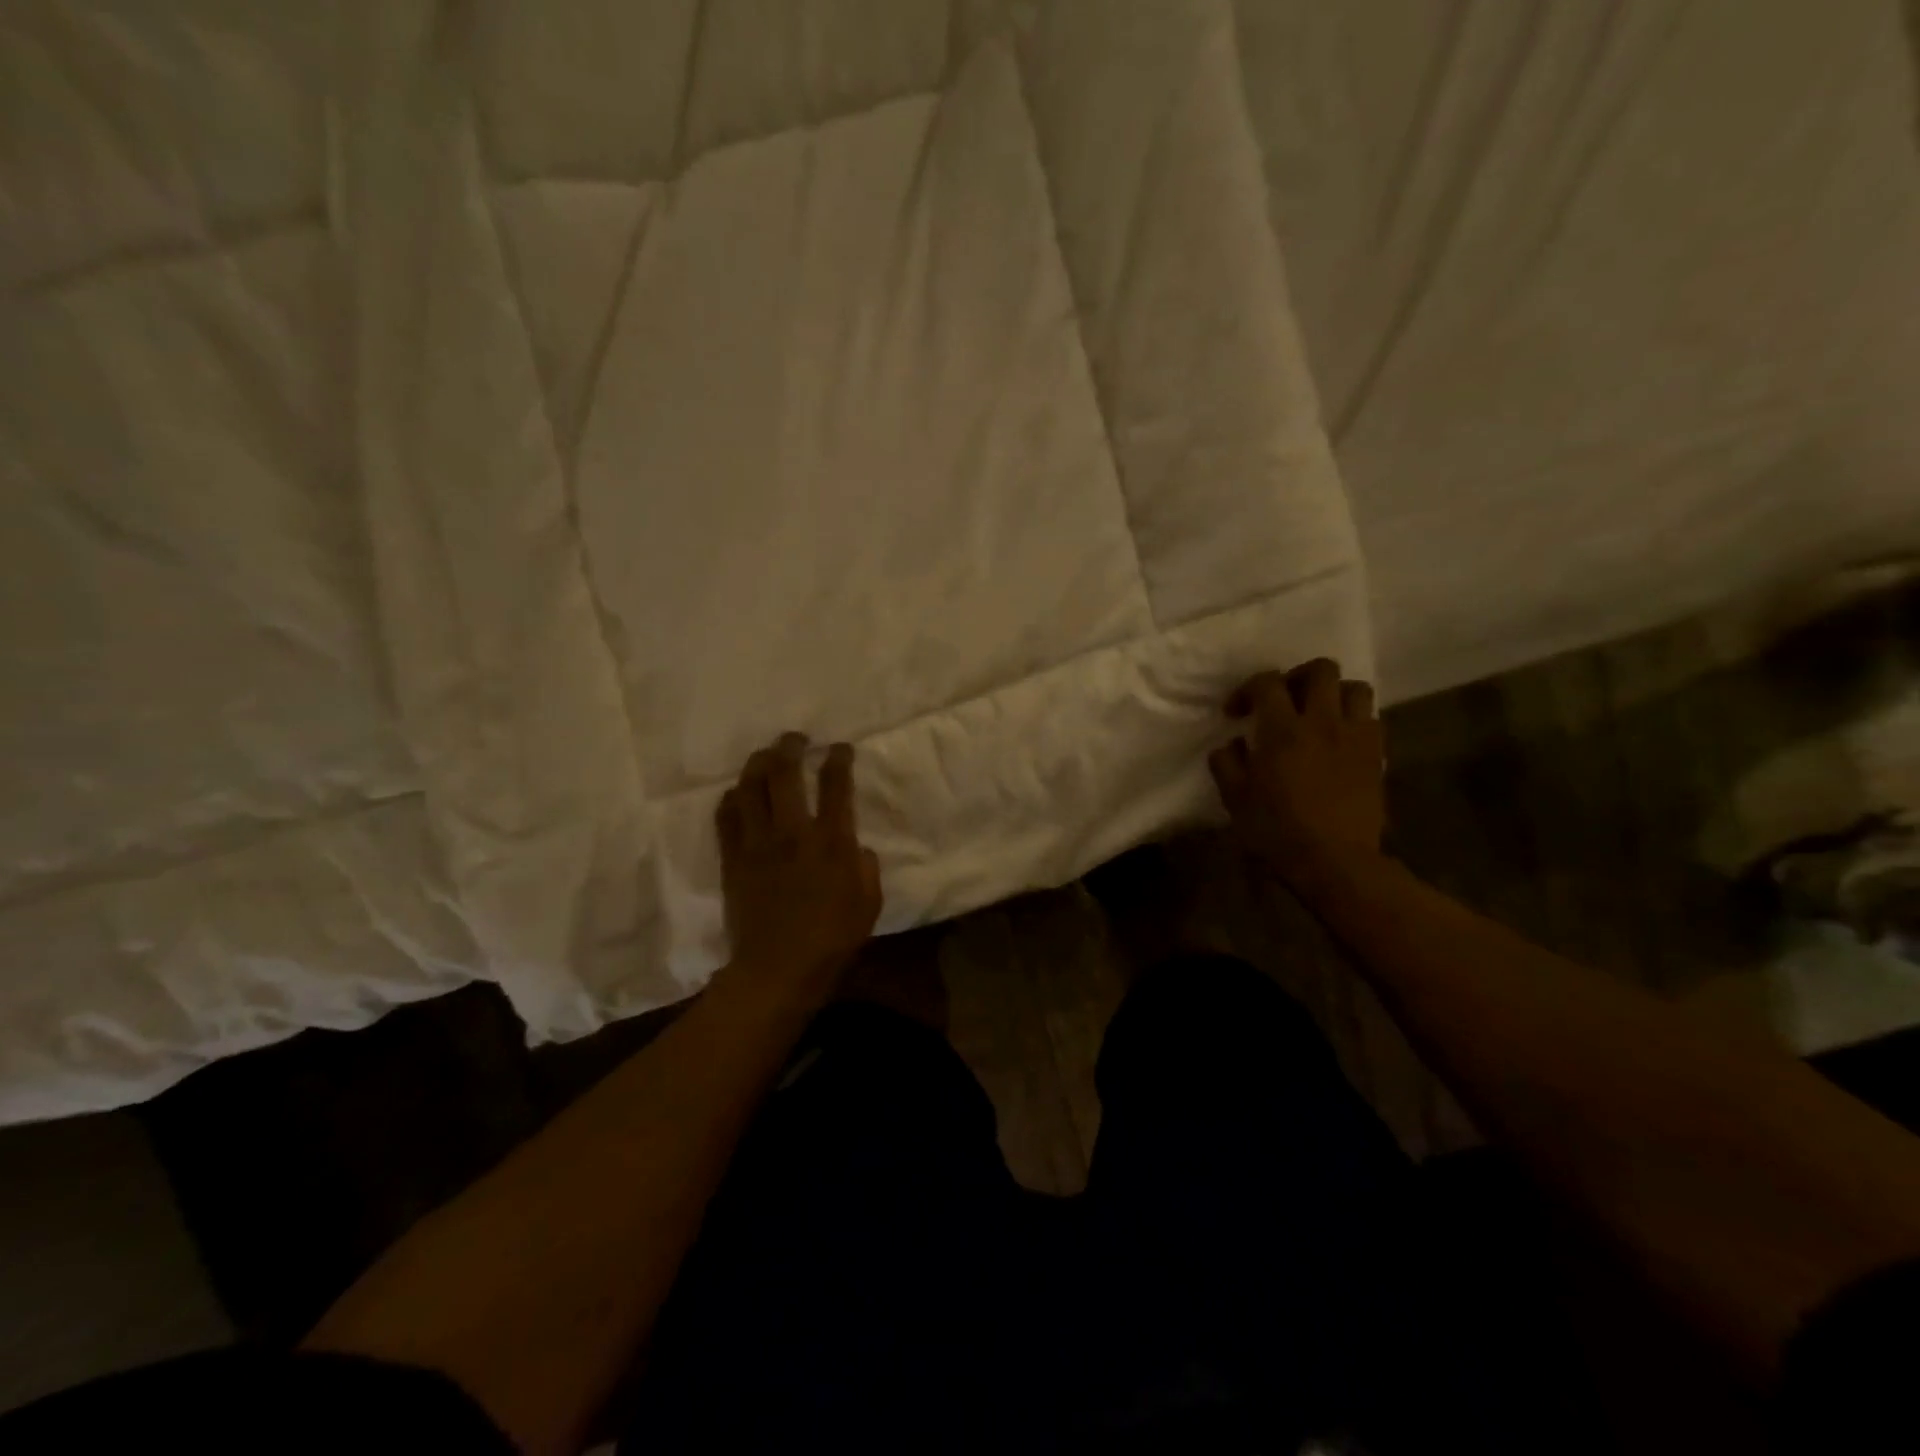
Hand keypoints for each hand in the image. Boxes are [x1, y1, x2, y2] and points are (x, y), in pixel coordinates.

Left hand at [714, 733, 882, 1009]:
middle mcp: (792, 832)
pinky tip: (737, 794)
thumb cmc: (832, 939)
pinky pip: (726, 817)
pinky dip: (731, 799)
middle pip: (784, 773)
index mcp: (831, 841)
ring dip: (757, 764)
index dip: (838, 759)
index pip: (835, 785)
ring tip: (764, 757)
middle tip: (795, 740)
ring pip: (750, 787)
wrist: (778, 969)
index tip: (839, 748)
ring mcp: (757, 844)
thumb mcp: (870, 903)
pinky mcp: (732, 859)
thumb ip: (866, 868)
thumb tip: (857, 848)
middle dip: (790, 747)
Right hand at [1209, 659, 1385, 875]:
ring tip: (1319, 713)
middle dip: (1299, 676)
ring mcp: (1355, 736)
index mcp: (1282, 729)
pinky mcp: (1377, 755)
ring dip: (1335, 693)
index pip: (1267, 682)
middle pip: (1321, 670)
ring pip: (1356, 688)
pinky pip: (1372, 719)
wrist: (1334, 861)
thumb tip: (1232, 743)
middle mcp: (1322, 721)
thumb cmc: (1276, 829)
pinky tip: (1340, 739)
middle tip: (1284, 698)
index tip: (1236, 712)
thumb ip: (1227, 762)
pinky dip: (1355, 719)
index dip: (1248, 689)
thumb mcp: (1234, 798)